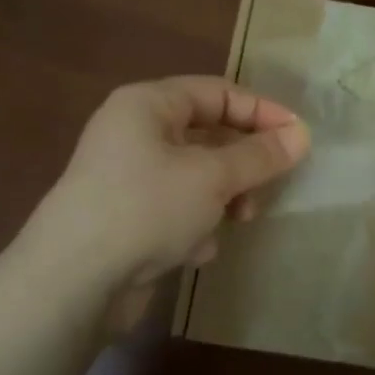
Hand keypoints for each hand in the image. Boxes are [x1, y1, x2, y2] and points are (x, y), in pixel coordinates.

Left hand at [31, 76, 309, 288]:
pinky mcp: (125, 218)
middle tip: (270, 183)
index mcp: (147, 105)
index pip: (217, 92)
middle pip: (207, 134)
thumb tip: (301, 134)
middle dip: (242, 161)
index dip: (261, 111)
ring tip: (239, 219)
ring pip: (194, 174)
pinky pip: (175, 208)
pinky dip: (194, 223)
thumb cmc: (147, 208)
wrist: (72, 283)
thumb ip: (260, 155)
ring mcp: (126, 177)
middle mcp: (133, 133)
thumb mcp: (213, 176)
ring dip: (223, 196)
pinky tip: (197, 249)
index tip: (298, 137)